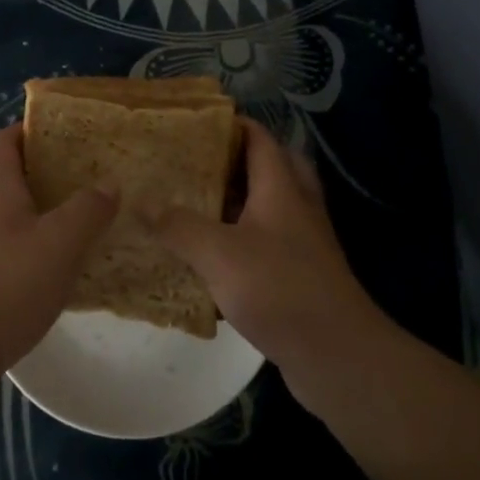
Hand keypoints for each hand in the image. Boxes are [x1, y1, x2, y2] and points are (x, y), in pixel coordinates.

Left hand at [0, 122, 116, 370]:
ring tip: (41, 215)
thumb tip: (110, 183)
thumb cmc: (7, 285)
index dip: (27, 132)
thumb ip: (88, 210)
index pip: (4, 140)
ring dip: (2, 200)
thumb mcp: (61, 245)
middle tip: (47, 174)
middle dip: (11, 163)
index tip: (59, 136)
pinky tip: (26, 258)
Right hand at [150, 119, 385, 394]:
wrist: (337, 355)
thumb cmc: (279, 289)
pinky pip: (270, 244)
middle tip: (199, 164)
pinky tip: (214, 258)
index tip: (197, 123)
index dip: (233, 125)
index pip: (260, 139)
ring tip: (197, 205)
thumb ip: (179, 226)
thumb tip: (143, 202)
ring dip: (240, 202)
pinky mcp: (302, 276)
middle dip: (238, 161)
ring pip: (271, 208)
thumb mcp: (218, 253)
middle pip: (273, 167)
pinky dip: (244, 241)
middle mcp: (297, 208)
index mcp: (281, 189)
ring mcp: (304, 243)